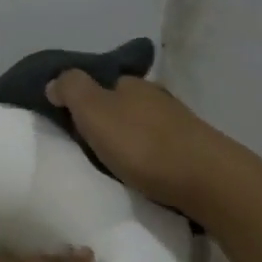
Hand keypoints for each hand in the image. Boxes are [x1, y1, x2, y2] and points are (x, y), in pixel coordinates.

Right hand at [46, 71, 261, 221]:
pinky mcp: (192, 148)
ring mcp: (177, 122)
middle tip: (87, 146)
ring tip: (112, 163)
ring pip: (141, 125)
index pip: (99, 82)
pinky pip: (158, 146)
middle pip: (121, 103)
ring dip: (127, 139)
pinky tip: (141, 171)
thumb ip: (71, 90)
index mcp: (131, 83)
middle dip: (105, 120)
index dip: (81, 98)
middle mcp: (155, 95)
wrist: (206, 180)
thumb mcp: (94, 111)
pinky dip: (146, 155)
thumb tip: (55, 81)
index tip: (68, 122)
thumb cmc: (142, 144)